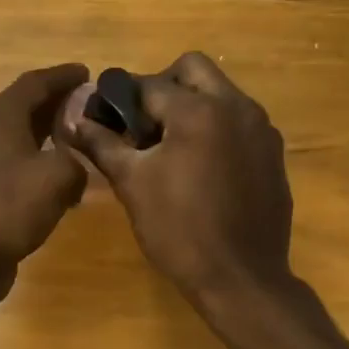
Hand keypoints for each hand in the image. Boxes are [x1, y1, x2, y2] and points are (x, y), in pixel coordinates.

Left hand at [0, 63, 89, 303]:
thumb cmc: (6, 207)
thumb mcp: (56, 177)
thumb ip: (76, 161)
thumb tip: (75, 169)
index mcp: (1, 115)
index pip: (36, 81)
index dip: (63, 76)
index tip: (88, 72)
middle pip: (25, 106)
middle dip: (57, 103)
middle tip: (89, 105)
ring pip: (20, 137)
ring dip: (48, 135)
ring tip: (80, 139)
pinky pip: (16, 165)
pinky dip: (38, 164)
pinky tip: (59, 180)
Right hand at [66, 52, 292, 306]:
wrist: (241, 278)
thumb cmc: (179, 231)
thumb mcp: (133, 185)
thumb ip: (103, 145)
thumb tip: (74, 121)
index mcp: (199, 110)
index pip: (149, 84)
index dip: (121, 98)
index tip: (106, 117)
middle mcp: (237, 106)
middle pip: (193, 69)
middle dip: (162, 87)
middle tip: (142, 125)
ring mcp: (261, 129)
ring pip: (221, 93)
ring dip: (192, 105)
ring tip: (170, 147)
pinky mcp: (273, 153)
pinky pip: (239, 121)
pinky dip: (216, 128)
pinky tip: (201, 168)